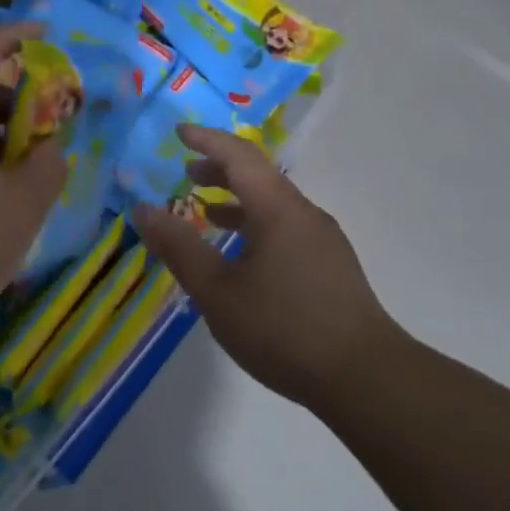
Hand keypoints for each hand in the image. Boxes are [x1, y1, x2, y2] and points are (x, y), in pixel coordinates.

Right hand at [131, 125, 405, 410]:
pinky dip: (256, 224)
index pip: (239, 155)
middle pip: (259, 175)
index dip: (207, 139)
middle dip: (220, 168)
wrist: (366, 378)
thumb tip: (142, 209)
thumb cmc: (284, 329)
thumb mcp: (218, 292)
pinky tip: (243, 257)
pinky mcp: (331, 265)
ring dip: (238, 199)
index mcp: (277, 209)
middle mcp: (303, 213)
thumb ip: (179, 247)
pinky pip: (286, 226)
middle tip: (187, 173)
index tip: (178, 132)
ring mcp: (322, 239)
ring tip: (206, 213)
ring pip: (274, 203)